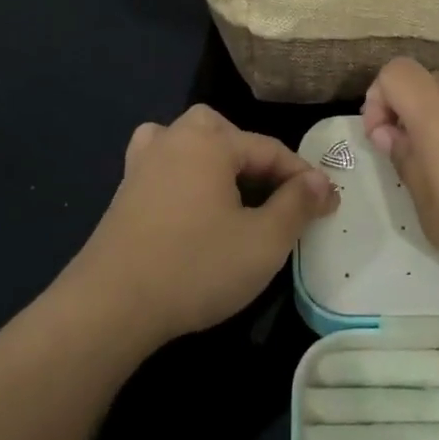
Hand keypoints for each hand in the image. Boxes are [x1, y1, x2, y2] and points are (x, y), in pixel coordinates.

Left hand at [63, 104, 339, 351]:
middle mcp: (173, 139)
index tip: (328, 206)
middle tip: (277, 196)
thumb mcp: (264, 241)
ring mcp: (142, 164)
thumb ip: (297, 205)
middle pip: (225, 134)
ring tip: (233, 192)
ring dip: (217, 161)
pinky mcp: (124, 193)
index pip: (269, 150)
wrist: (111, 305)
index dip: (303, 178)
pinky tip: (190, 202)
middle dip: (256, 160)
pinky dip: (184, 175)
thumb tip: (320, 181)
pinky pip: (164, 166)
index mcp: (210, 141)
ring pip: (189, 143)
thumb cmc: (196, 266)